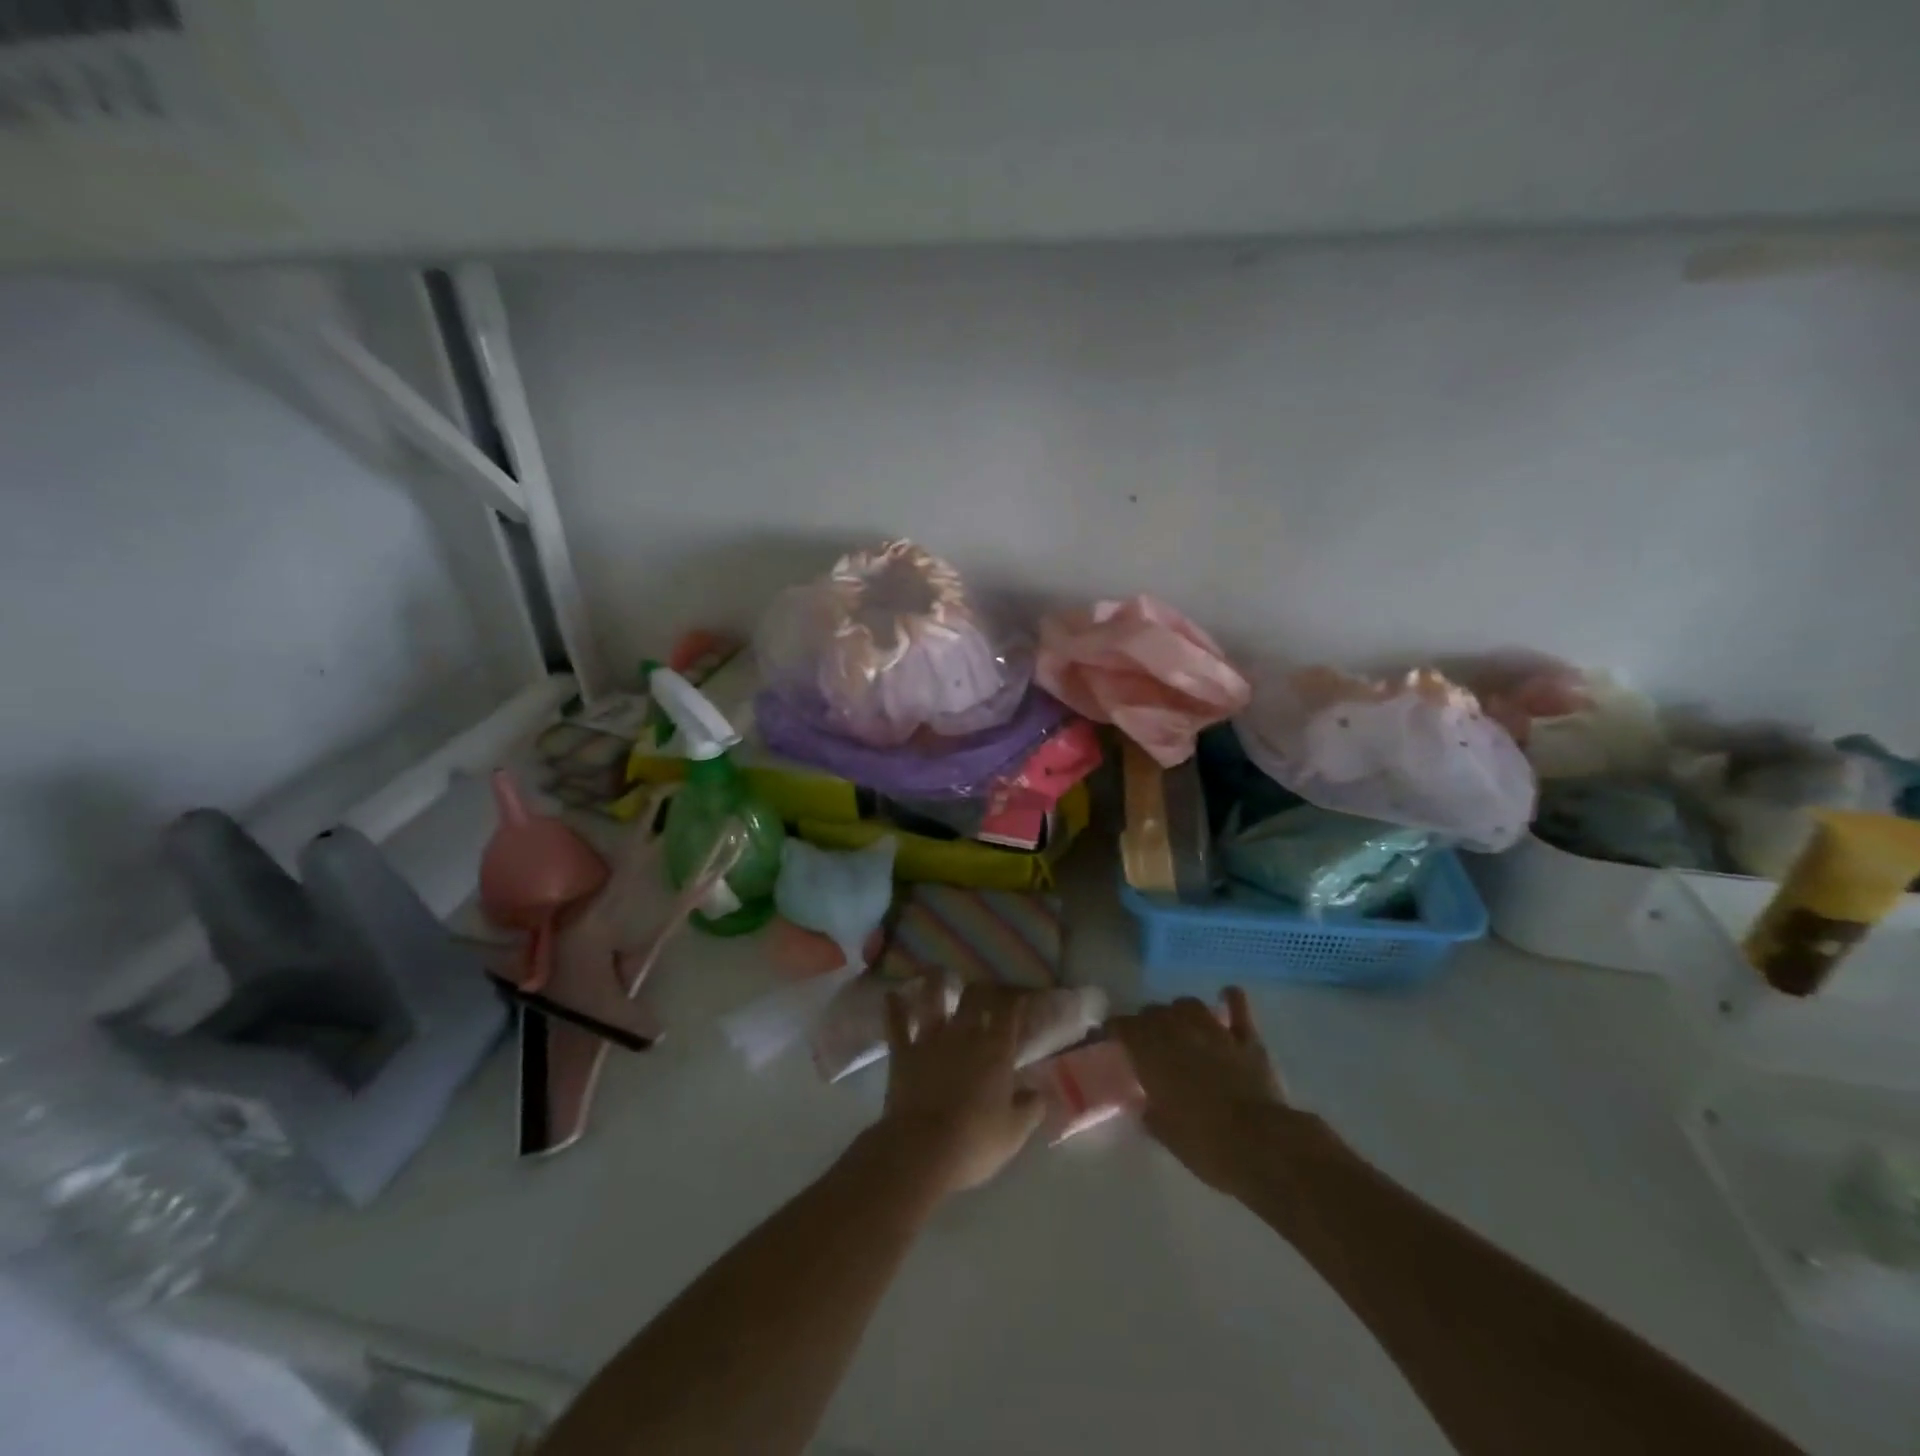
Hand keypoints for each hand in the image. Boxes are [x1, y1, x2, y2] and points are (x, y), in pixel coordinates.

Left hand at [876, 983, 1042, 1195]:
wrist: (922, 1149)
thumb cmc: (975, 1142)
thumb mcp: (1014, 1132)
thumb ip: (1031, 1108)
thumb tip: (1040, 1093)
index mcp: (996, 1050)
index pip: (1010, 1012)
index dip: (1016, 999)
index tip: (1020, 994)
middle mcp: (965, 1035)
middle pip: (975, 997)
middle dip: (982, 987)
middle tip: (984, 984)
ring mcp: (931, 1039)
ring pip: (933, 999)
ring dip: (935, 983)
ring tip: (936, 971)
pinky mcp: (903, 1051)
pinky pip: (897, 1024)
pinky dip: (893, 1008)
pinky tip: (891, 994)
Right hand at [1110, 987, 1320, 1199]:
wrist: (1260, 1145)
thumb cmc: (1205, 1144)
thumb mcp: (1165, 1134)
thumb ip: (1150, 1113)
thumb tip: (1146, 1105)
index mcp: (1152, 1054)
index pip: (1123, 1027)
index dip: (1112, 1029)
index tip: (1106, 1037)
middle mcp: (1179, 1033)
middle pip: (1153, 1012)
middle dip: (1145, 1022)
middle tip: (1145, 1040)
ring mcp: (1214, 1032)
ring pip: (1188, 1005)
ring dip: (1179, 1012)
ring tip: (1178, 1023)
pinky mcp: (1246, 1039)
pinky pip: (1237, 1007)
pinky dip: (1230, 999)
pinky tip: (1225, 995)